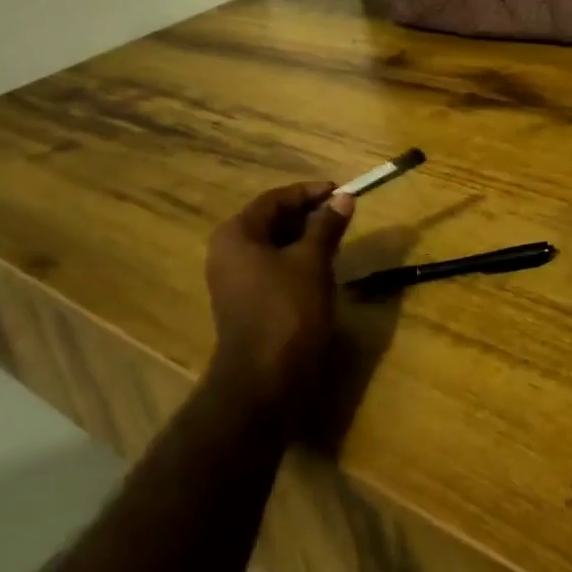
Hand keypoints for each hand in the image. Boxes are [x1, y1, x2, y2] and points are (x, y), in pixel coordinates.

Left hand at [205, 182, 354, 412]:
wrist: (265, 379)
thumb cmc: (288, 310)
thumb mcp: (312, 262)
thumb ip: (326, 226)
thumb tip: (344, 198)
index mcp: (236, 234)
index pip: (274, 200)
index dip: (309, 193)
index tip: (340, 191)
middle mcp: (227, 252)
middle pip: (270, 220)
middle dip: (307, 215)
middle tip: (341, 213)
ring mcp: (233, 280)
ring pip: (272, 246)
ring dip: (303, 238)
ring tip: (336, 237)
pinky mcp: (244, 303)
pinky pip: (271, 268)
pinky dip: (295, 260)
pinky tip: (320, 266)